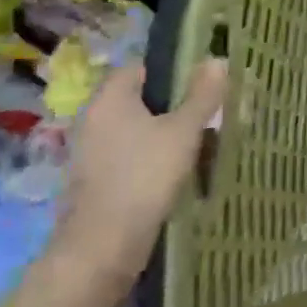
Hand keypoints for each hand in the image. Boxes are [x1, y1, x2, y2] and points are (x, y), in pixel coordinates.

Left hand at [55, 61, 227, 286]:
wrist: (102, 248)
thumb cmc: (144, 176)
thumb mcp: (184, 131)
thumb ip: (202, 95)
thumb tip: (217, 59)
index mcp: (109, 99)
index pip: (140, 67)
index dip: (172, 69)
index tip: (202, 81)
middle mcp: (93, 119)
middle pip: (138, 98)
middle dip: (172, 104)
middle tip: (208, 112)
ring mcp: (90, 152)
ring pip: (134, 129)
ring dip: (163, 133)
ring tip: (199, 142)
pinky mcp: (94, 180)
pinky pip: (128, 155)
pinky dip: (150, 157)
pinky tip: (176, 170)